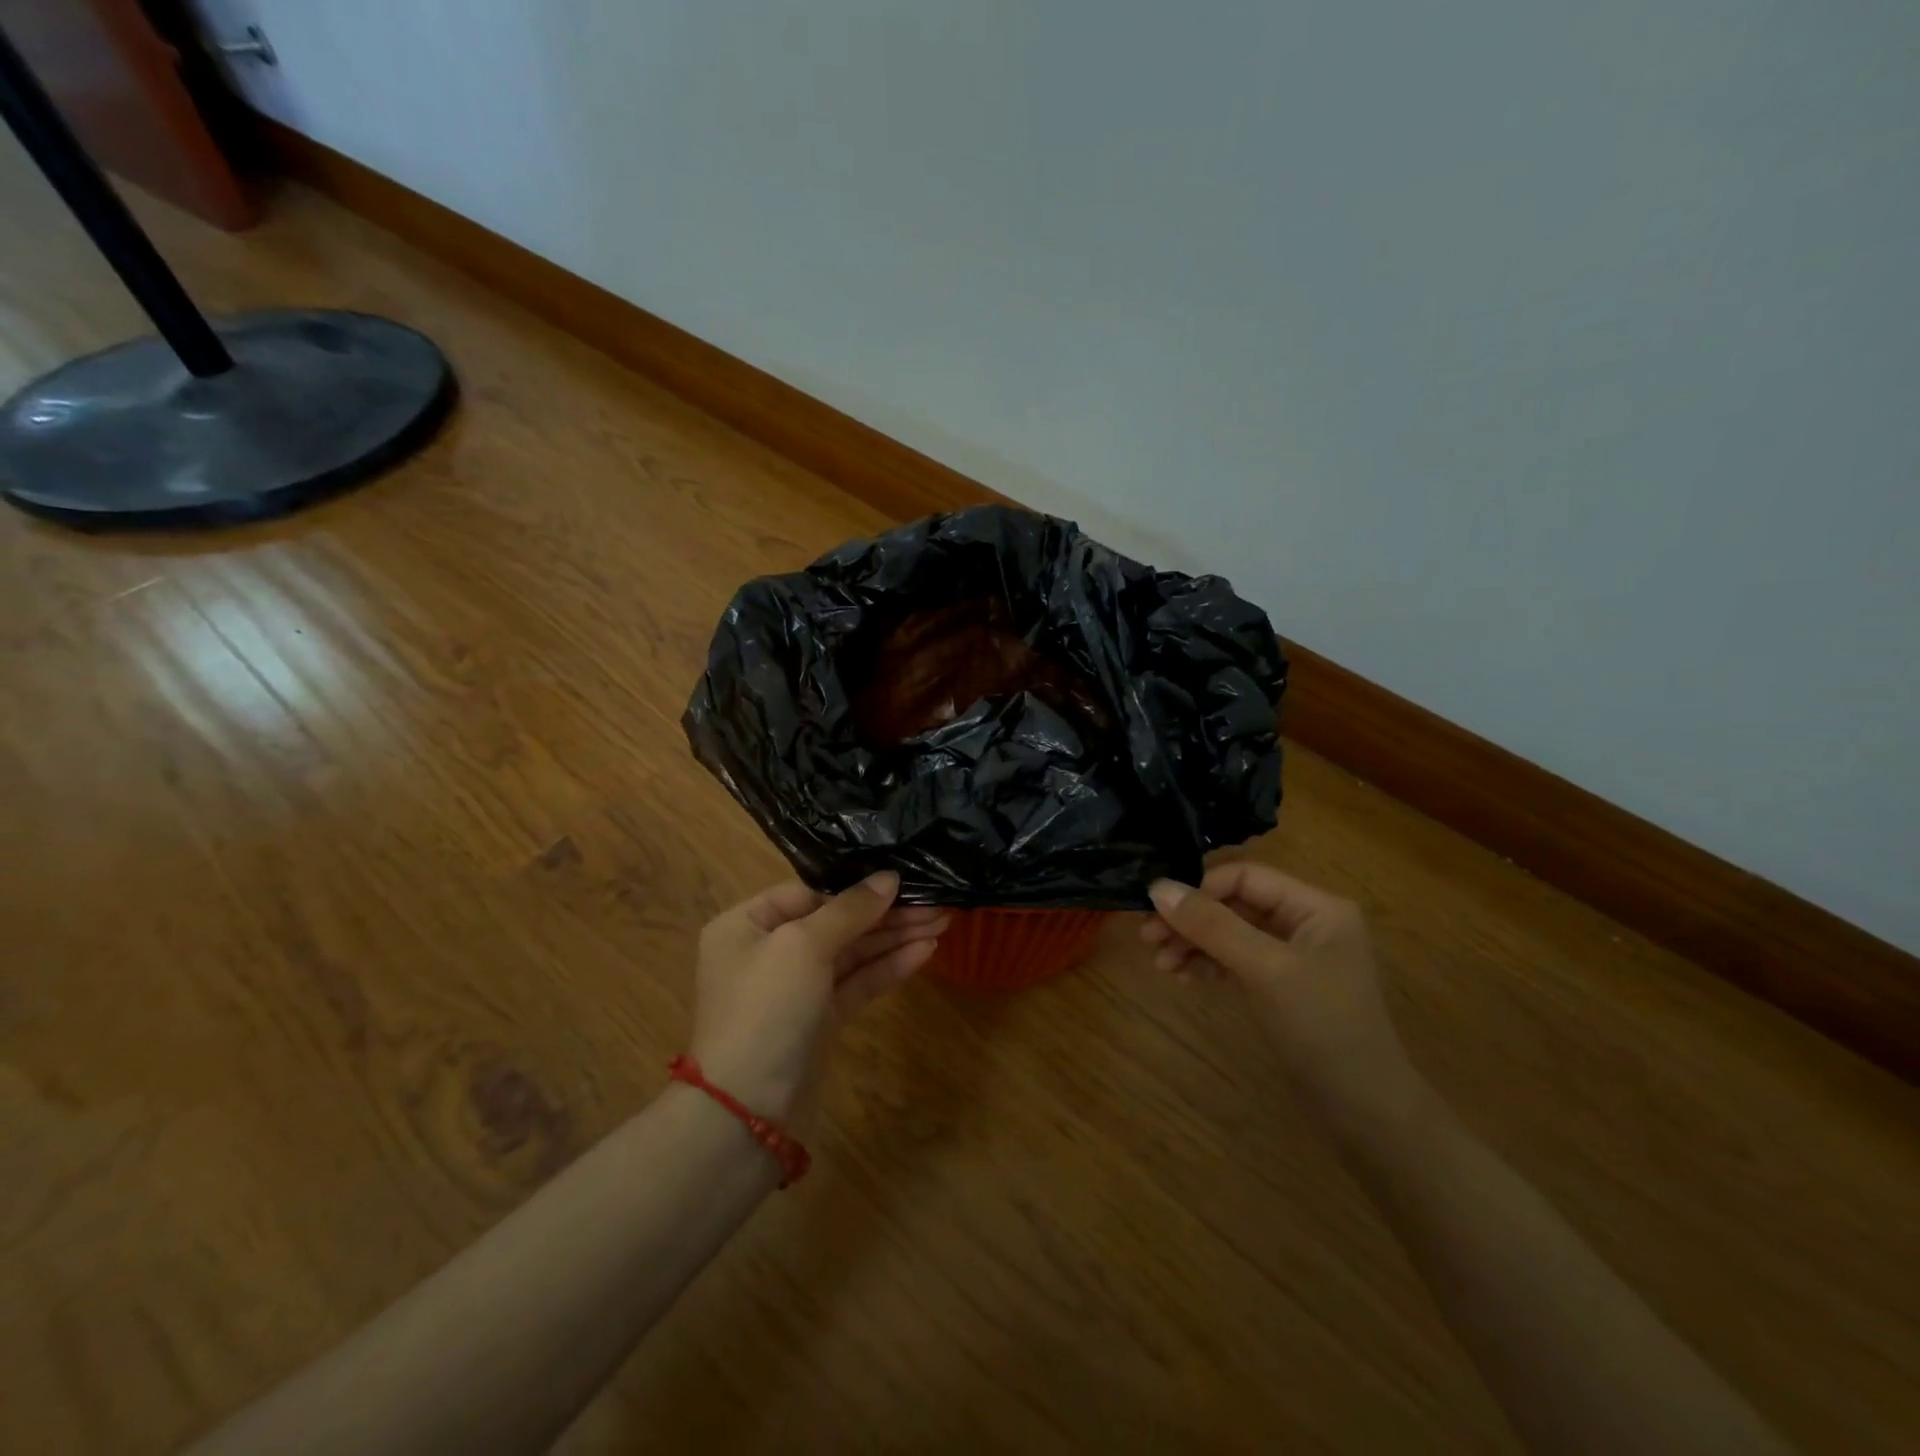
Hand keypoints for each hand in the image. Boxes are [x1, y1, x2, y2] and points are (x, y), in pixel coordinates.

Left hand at [690, 872, 944, 1133]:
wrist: (747, 1111)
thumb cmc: (766, 1008)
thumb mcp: (803, 946)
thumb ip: (850, 909)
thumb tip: (888, 877)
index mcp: (748, 925)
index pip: (809, 892)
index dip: (854, 887)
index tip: (900, 878)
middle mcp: (769, 951)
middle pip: (836, 921)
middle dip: (885, 913)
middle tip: (936, 901)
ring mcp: (796, 988)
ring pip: (852, 953)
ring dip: (894, 937)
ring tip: (941, 921)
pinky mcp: (819, 1020)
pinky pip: (857, 982)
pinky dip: (888, 967)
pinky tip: (925, 951)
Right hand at [1141, 863, 1419, 1120]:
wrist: (1364, 1110)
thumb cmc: (1321, 1027)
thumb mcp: (1265, 970)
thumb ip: (1212, 926)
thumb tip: (1157, 888)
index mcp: (1316, 906)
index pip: (1245, 877)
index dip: (1199, 889)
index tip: (1157, 910)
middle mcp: (1306, 922)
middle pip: (1234, 904)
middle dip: (1191, 919)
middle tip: (1149, 938)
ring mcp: (1294, 954)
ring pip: (1231, 932)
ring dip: (1194, 943)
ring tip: (1162, 964)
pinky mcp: (1282, 983)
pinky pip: (1237, 959)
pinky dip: (1209, 963)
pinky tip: (1184, 976)